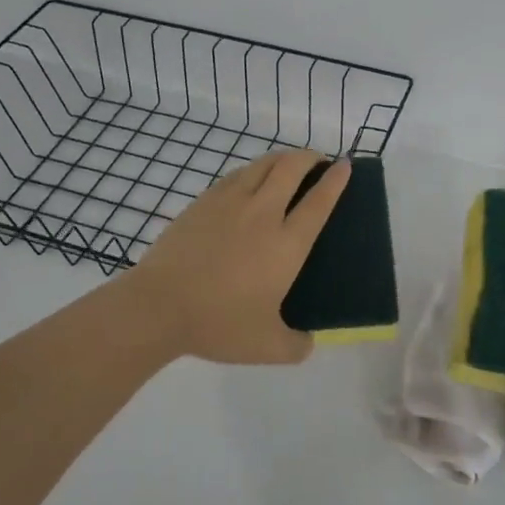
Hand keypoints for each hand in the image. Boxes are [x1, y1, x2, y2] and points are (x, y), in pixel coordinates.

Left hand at [118, 148, 349, 364]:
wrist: (159, 306)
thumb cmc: (218, 324)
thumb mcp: (266, 347)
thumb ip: (296, 345)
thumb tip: (308, 342)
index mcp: (287, 244)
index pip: (320, 202)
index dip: (336, 180)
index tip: (345, 166)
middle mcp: (264, 214)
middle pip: (292, 168)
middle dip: (310, 157)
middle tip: (318, 161)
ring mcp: (231, 202)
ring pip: (264, 164)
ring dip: (283, 158)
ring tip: (289, 163)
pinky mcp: (204, 201)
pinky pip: (237, 174)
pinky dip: (254, 169)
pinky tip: (251, 179)